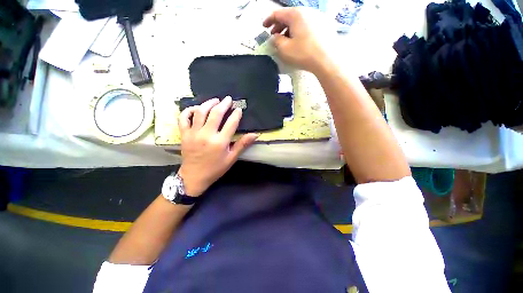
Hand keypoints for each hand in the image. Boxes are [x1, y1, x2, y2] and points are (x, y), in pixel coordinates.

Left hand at [177, 96, 258, 196]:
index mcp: (220, 142)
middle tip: (228, 99)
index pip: (231, 123)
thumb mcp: (231, 158)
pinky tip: (196, 108)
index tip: (239, 109)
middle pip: (216, 113)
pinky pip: (184, 118)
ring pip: (200, 112)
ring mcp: (193, 133)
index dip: (236, 114)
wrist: (194, 176)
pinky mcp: (184, 134)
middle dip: (223, 104)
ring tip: (215, 100)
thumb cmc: (216, 168)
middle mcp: (207, 135)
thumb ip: (242, 144)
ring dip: (208, 103)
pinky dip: (189, 110)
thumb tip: (255, 134)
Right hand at [263, 8, 329, 72]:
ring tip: (286, 40)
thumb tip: (274, 37)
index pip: (278, 13)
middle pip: (289, 16)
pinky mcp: (324, 25)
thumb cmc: (304, 54)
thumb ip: (276, 41)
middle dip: (279, 26)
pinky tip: (299, 41)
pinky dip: (299, 31)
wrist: (327, 60)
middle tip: (274, 35)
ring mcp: (317, 17)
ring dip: (289, 29)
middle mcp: (307, 11)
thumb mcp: (285, 49)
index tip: (264, 27)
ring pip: (298, 21)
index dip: (269, 20)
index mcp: (296, 14)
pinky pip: (307, 25)